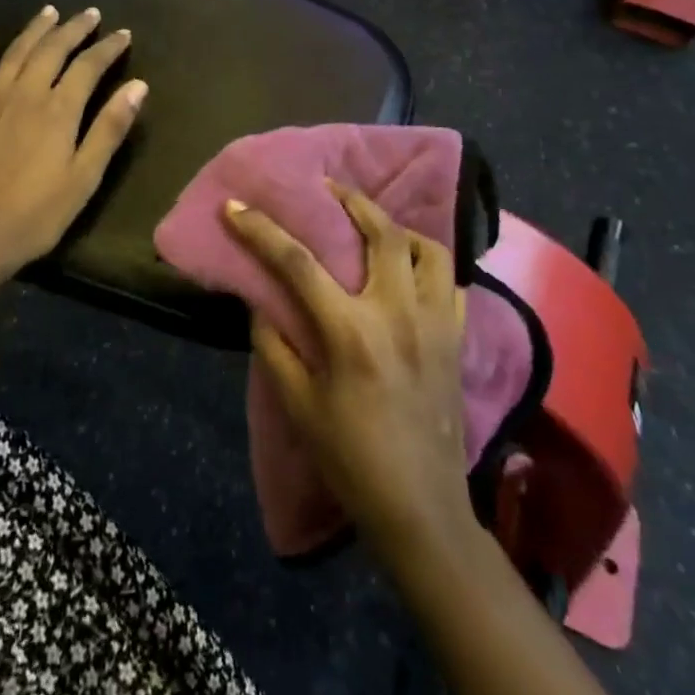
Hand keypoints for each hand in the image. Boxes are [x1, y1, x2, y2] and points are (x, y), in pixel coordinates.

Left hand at [0, 6, 147, 277]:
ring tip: (50, 12)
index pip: (89, 65)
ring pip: (17, 52)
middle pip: (52, 49)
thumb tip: (138, 86)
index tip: (123, 34)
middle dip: (74, 29)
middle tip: (90, 14)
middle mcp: (25, 93)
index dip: (108, 48)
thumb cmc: (37, 213)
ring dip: (36, 30)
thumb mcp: (84, 176)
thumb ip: (110, 128)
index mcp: (58, 109)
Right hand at [225, 183, 474, 566]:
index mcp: (351, 331)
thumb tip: (261, 302)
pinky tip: (412, 268)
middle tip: (329, 187)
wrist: (420, 508)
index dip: (261, 230)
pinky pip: (452, 280)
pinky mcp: (458, 336)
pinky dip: (430, 262)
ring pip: (428, 247)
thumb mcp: (297, 405)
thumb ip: (274, 345)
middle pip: (380, 231)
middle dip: (351, 199)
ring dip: (399, 226)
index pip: (297, 263)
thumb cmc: (351, 459)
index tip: (235, 205)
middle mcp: (397, 312)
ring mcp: (436, 321)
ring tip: (377, 223)